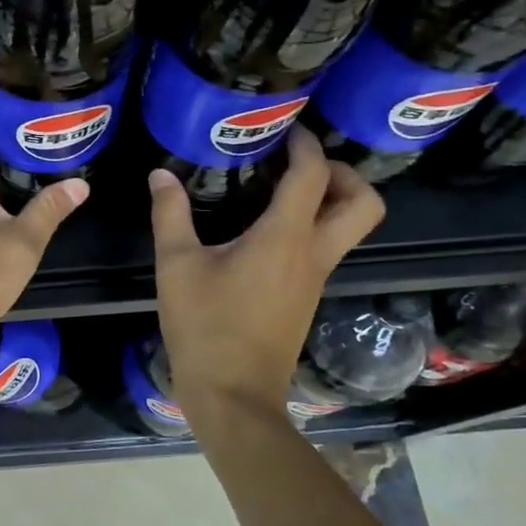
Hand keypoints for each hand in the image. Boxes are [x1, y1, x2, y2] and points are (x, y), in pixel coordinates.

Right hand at [149, 126, 384, 419]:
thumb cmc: (205, 327)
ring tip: (281, 191)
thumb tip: (161, 175)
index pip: (313, 175)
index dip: (305, 144)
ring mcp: (315, 279)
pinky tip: (265, 231)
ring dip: (331, 200)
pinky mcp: (306, 297)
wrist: (233, 396)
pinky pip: (326, 248)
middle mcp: (313, 254)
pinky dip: (312, 226)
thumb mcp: (177, 266)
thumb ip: (171, 214)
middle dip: (343, 174)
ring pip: (350, 228)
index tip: (285, 129)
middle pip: (363, 204)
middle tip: (300, 166)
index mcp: (285, 239)